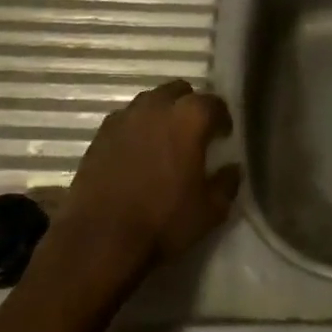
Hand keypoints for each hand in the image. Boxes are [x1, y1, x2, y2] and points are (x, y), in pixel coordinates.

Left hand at [57, 80, 240, 278]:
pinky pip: (126, 120)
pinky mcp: (100, 134)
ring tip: (164, 141)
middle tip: (194, 133)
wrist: (99, 240)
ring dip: (161, 114)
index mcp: (189, 117)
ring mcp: (125, 117)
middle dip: (190, 106)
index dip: (222, 118)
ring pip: (150, 102)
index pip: (214, 103)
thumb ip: (227, 183)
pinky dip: (136, 129)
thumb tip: (232, 168)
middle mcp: (157, 106)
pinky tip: (137, 153)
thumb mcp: (210, 211)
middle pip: (179, 91)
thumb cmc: (163, 221)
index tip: (223, 136)